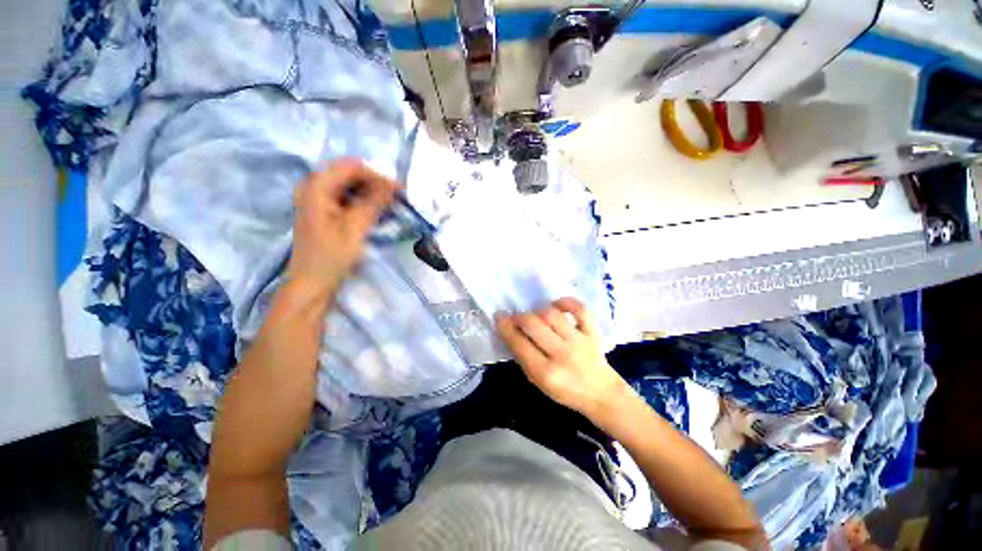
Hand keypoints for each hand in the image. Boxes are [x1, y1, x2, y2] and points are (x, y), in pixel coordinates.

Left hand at [287, 159, 395, 296]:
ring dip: (372, 194)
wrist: (312, 283)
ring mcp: (318, 199)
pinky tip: (376, 213)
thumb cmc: (331, 255)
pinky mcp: (324, 211)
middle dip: (376, 184)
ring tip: (390, 206)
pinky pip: (348, 198)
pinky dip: (364, 203)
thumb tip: (393, 183)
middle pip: (351, 174)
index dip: (378, 175)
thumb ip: (374, 201)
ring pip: (351, 186)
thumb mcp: (355, 227)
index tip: (400, 190)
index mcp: (317, 186)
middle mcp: (314, 186)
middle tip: (397, 199)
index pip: (353, 167)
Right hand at [495, 298, 626, 418]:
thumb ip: (525, 358)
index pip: (519, 344)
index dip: (505, 327)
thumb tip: (512, 332)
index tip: (499, 316)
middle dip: (519, 317)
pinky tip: (557, 305)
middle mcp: (562, 354)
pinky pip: (580, 310)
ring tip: (536, 316)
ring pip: (552, 315)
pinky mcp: (593, 333)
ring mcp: (579, 341)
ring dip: (538, 311)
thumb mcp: (539, 383)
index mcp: (546, 373)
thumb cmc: (566, 391)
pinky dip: (566, 302)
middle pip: (534, 324)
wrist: (602, 394)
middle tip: (517, 318)